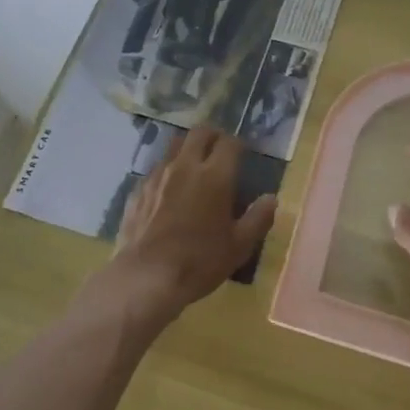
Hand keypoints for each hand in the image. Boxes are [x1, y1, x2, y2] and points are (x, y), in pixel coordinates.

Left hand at [107, 127, 276, 324]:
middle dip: (213, 135)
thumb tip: (271, 198)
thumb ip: (258, 218)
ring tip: (194, 165)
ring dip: (188, 148)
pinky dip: (168, 170)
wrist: (146, 277)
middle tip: (219, 149)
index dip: (238, 144)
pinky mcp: (138, 188)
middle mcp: (186, 166)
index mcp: (215, 176)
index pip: (230, 142)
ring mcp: (158, 175)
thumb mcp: (239, 246)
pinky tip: (169, 190)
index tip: (243, 153)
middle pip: (200, 132)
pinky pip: (157, 168)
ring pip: (175, 145)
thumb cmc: (199, 262)